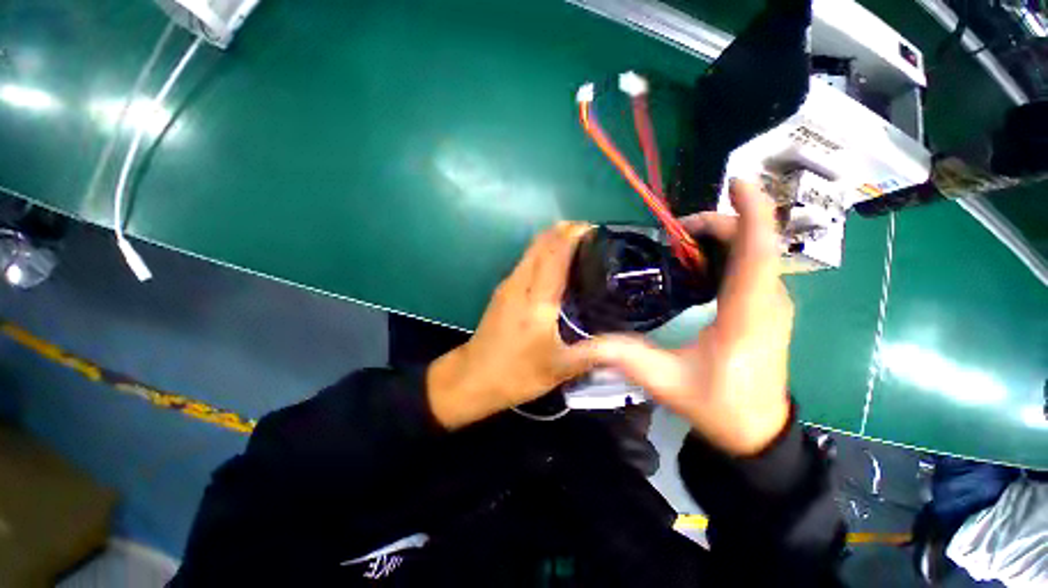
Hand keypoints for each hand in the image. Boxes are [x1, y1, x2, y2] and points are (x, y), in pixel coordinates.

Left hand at [427, 222, 598, 429]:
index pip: (554, 253)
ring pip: (531, 251)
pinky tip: (558, 267)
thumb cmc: (516, 373)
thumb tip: (628, 344)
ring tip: (580, 247)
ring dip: (553, 241)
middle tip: (593, 236)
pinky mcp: (502, 291)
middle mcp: (520, 284)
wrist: (472, 378)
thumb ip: (594, 353)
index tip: (595, 229)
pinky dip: (543, 254)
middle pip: (540, 244)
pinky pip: (526, 262)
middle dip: (564, 231)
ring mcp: (508, 285)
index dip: (573, 234)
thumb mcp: (559, 368)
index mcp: (536, 299)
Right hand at [589, 180, 792, 455]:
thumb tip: (586, 341)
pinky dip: (725, 253)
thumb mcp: (666, 383)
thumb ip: (626, 357)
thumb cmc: (719, 406)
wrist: (756, 431)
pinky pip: (751, 266)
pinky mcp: (766, 308)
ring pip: (754, 252)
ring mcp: (771, 304)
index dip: (752, 212)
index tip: (736, 181)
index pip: (758, 252)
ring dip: (720, 237)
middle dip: (716, 224)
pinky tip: (695, 265)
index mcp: (747, 315)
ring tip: (678, 244)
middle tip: (673, 232)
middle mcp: (767, 301)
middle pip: (753, 243)